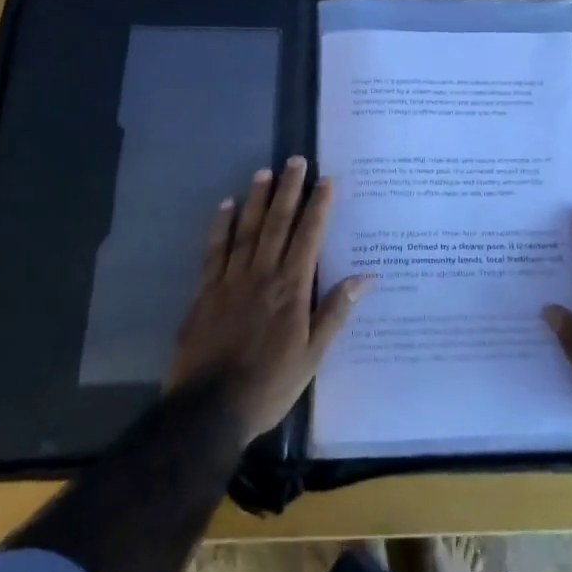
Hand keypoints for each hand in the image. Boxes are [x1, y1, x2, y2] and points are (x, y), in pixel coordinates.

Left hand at [168, 157, 371, 441]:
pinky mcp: (205, 292)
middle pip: (277, 224)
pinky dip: (220, 226)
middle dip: (288, 191)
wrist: (209, 410)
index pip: (308, 237)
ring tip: (264, 171)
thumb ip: (335, 312)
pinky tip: (225, 205)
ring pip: (246, 230)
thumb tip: (366, 277)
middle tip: (295, 160)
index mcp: (291, 290)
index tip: (326, 180)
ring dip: (256, 199)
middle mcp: (262, 275)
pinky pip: (214, 251)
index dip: (318, 207)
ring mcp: (230, 281)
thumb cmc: (269, 385)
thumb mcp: (312, 356)